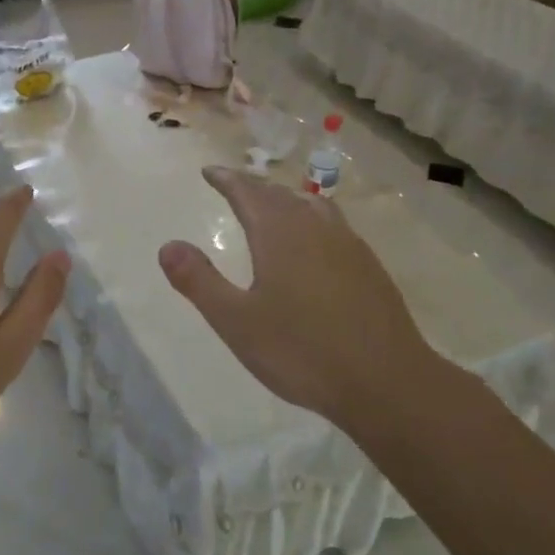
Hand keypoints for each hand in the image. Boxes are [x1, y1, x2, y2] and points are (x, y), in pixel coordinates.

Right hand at [157, 167, 438, 429]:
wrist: (387, 382)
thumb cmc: (302, 352)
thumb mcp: (236, 321)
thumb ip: (199, 281)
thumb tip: (167, 245)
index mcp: (279, 235)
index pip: (248, 192)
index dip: (227, 179)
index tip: (210, 172)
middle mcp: (315, 229)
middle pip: (280, 195)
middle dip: (253, 187)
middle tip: (234, 185)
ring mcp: (348, 245)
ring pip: (312, 205)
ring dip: (286, 199)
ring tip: (273, 205)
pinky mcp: (369, 267)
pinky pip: (334, 224)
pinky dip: (312, 218)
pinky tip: (315, 242)